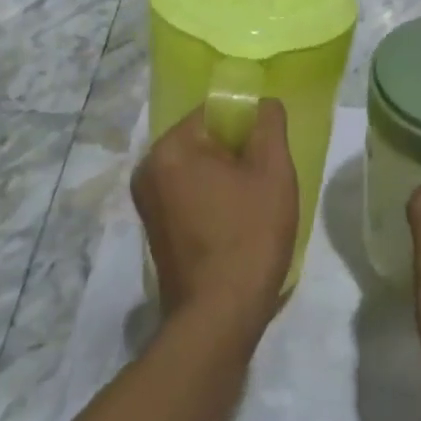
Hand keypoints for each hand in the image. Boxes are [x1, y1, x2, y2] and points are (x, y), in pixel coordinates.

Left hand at [133, 99, 298, 337]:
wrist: (219, 318)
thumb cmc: (249, 236)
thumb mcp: (273, 171)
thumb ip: (269, 124)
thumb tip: (264, 103)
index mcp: (171, 148)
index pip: (215, 111)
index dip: (249, 124)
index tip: (269, 151)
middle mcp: (149, 168)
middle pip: (205, 138)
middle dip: (237, 151)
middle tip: (266, 178)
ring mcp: (147, 201)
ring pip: (198, 167)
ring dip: (227, 176)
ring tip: (254, 202)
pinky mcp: (154, 227)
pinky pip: (188, 192)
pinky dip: (212, 197)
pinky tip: (236, 222)